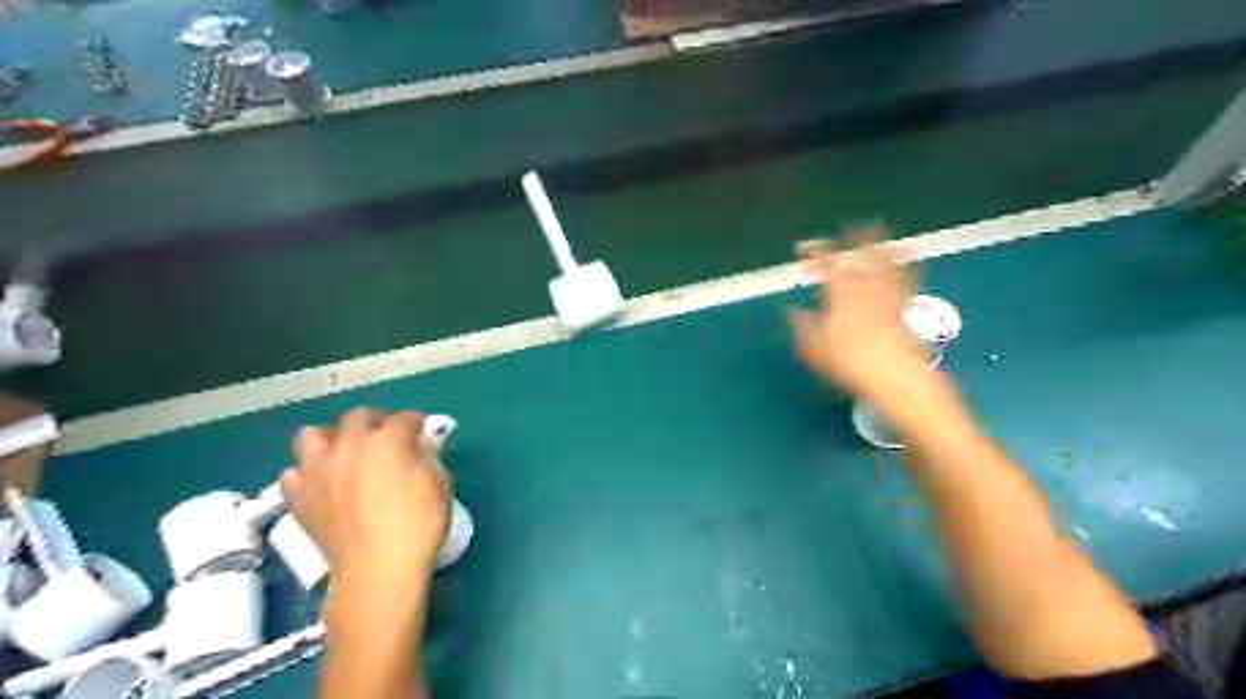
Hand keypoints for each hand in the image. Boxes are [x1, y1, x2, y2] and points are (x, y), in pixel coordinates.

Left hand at [281, 408, 454, 593]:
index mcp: (387, 441)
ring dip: (331, 439)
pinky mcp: (298, 497)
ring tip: (345, 455)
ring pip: (313, 435)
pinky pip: (294, 473)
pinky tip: (323, 484)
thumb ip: (428, 457)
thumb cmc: (419, 526)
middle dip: (375, 423)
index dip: (416, 423)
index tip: (422, 432)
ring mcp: (318, 470)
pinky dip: (307, 473)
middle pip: (357, 417)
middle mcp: (348, 446)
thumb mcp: (440, 485)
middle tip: (387, 439)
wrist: (377, 571)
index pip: (404, 418)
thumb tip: (419, 445)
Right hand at [781, 228, 927, 401]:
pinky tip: (910, 258)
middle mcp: (866, 286)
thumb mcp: (814, 347)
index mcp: (841, 293)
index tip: (803, 247)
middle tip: (850, 226)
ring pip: (885, 262)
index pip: (825, 266)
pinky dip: (907, 264)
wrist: (893, 373)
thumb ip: (802, 325)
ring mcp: (888, 294)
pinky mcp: (906, 305)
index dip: (814, 253)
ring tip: (880, 230)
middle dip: (853, 239)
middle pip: (860, 256)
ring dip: (881, 246)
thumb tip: (790, 311)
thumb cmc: (848, 360)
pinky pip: (907, 278)